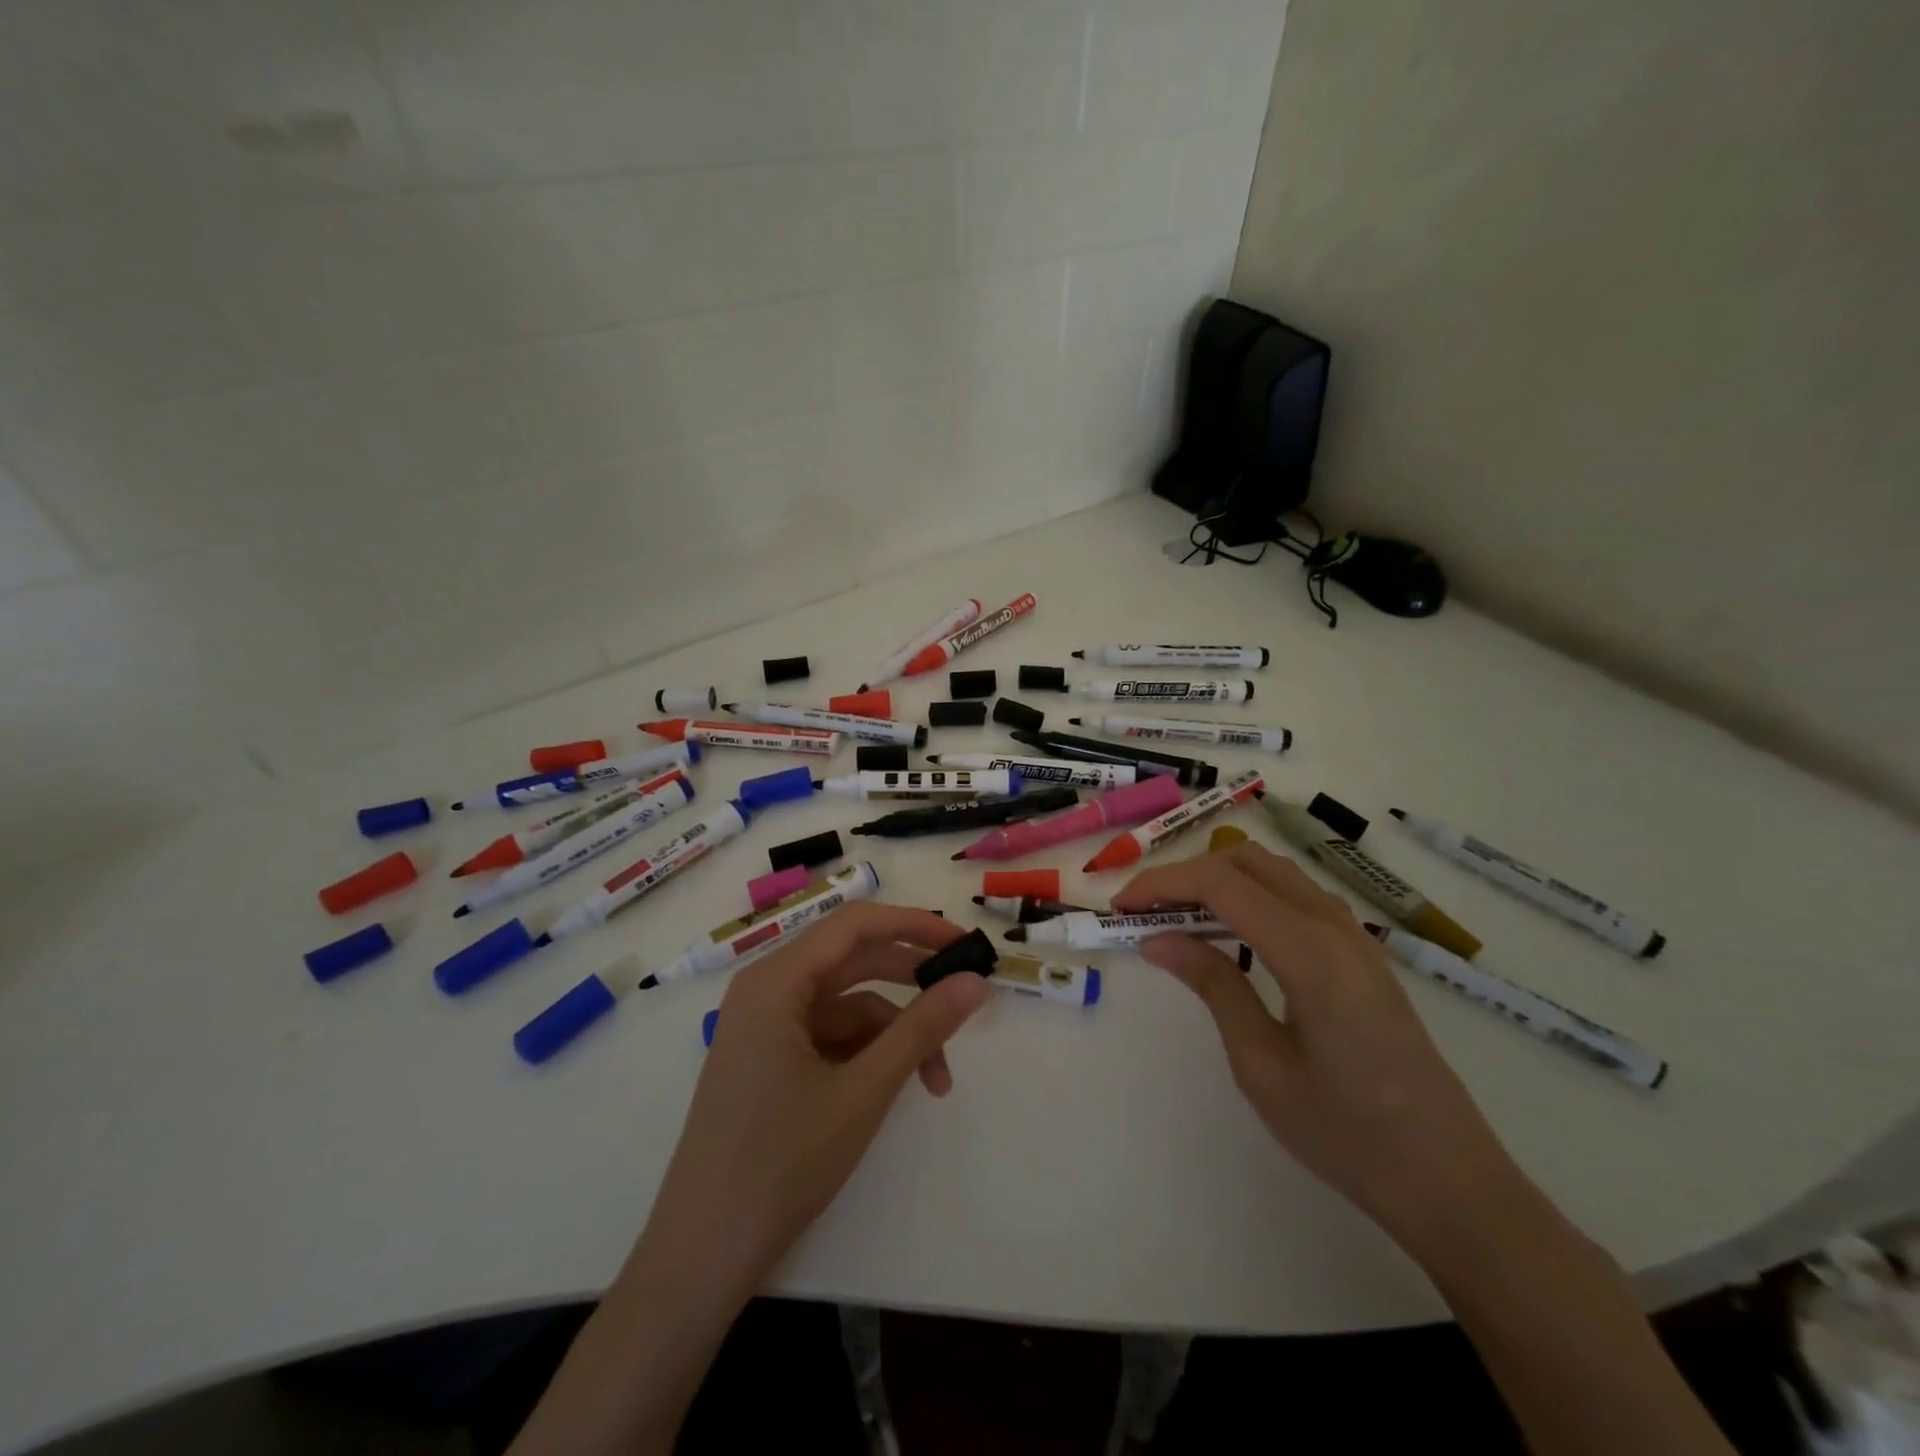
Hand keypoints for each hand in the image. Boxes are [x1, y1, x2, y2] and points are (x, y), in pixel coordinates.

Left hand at [637, 902, 989, 1298]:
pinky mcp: (768, 1060)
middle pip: (852, 961)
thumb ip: (923, 1028)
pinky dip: (868, 1054)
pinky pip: (830, 1036)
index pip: (855, 924)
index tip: (964, 946)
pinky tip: (896, 1088)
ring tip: (936, 1079)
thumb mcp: (864, 1091)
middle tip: (964, 996)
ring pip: (847, 1005)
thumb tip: (976, 982)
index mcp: (776, 980)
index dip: (914, 925)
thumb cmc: (780, 1163)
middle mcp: (767, 990)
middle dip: (911, 980)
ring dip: (895, 1032)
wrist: (702, 1256)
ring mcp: (765, 1027)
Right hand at [1112, 842, 1530, 1262]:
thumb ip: (1213, 986)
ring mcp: (1356, 938)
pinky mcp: (1362, 955)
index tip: (1120, 907)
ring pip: (1274, 874)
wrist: (1451, 1183)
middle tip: (1142, 910)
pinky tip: (1228, 937)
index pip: (1222, 884)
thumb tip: (1157, 939)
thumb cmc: (1348, 1136)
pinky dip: (1250, 898)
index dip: (1162, 884)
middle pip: (1247, 862)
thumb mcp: (1262, 1065)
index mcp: (1311, 953)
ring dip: (1218, 882)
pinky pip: (1296, 898)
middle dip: (1186, 874)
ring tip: (1174, 919)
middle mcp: (1336, 928)